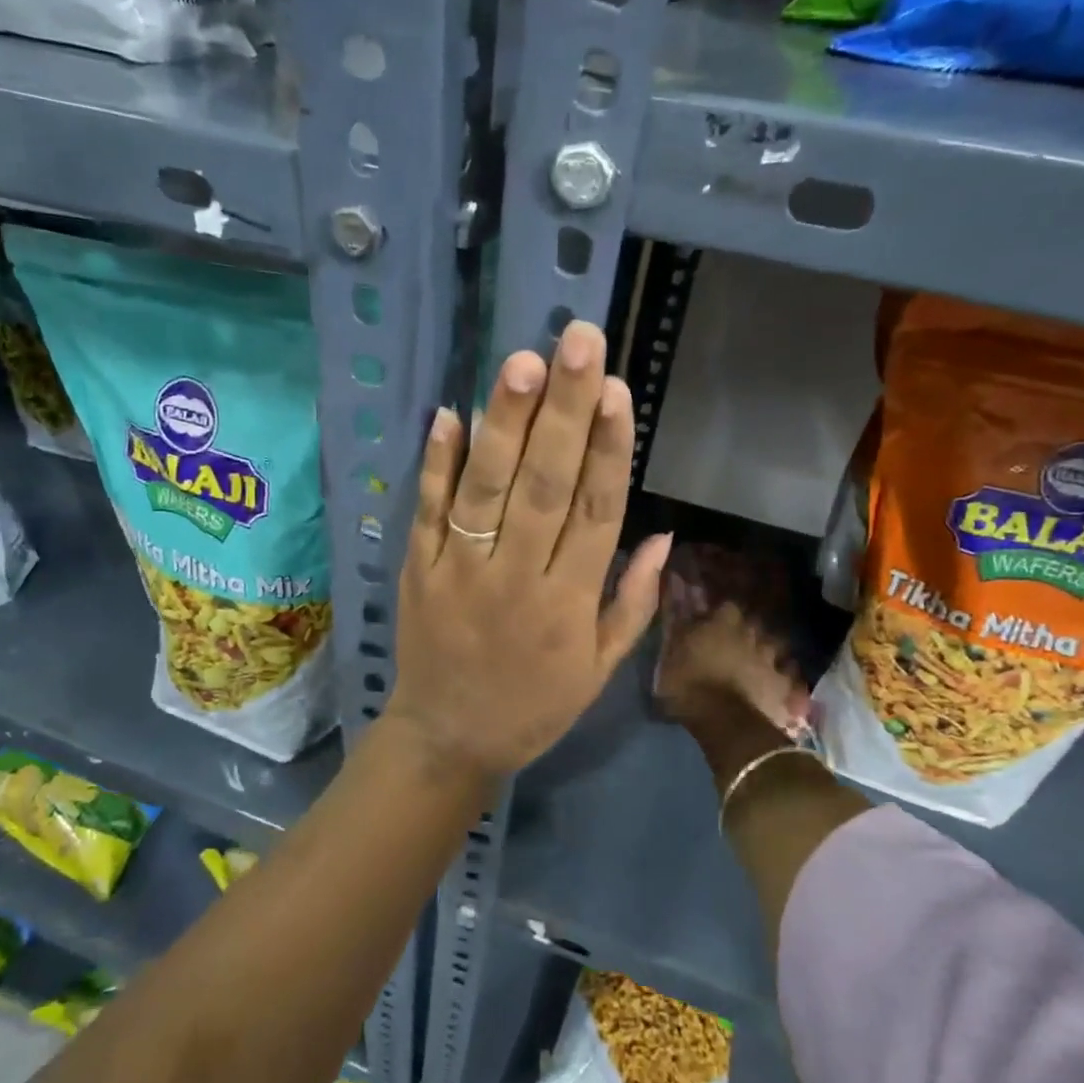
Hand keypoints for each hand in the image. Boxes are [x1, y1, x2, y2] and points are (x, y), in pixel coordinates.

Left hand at [384, 320, 671, 782]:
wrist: (447, 740)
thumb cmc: (534, 706)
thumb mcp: (600, 670)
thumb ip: (632, 603)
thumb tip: (665, 537)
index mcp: (569, 604)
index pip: (597, 512)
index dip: (610, 449)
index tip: (618, 389)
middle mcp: (517, 577)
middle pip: (546, 484)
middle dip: (565, 411)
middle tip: (578, 343)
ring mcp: (461, 569)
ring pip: (487, 487)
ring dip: (506, 422)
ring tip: (523, 362)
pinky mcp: (418, 569)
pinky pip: (427, 510)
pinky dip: (437, 462)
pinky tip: (449, 412)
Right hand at [655, 598, 812, 788]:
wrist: (724, 721)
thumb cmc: (689, 685)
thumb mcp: (669, 657)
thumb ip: (679, 632)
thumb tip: (681, 613)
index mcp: (722, 624)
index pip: (727, 606)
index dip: (722, 613)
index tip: (713, 620)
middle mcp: (750, 635)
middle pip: (753, 624)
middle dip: (746, 630)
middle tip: (734, 641)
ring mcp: (771, 659)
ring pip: (774, 646)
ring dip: (766, 651)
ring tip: (757, 661)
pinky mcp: (784, 685)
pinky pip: (788, 675)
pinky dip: (783, 677)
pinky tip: (778, 682)